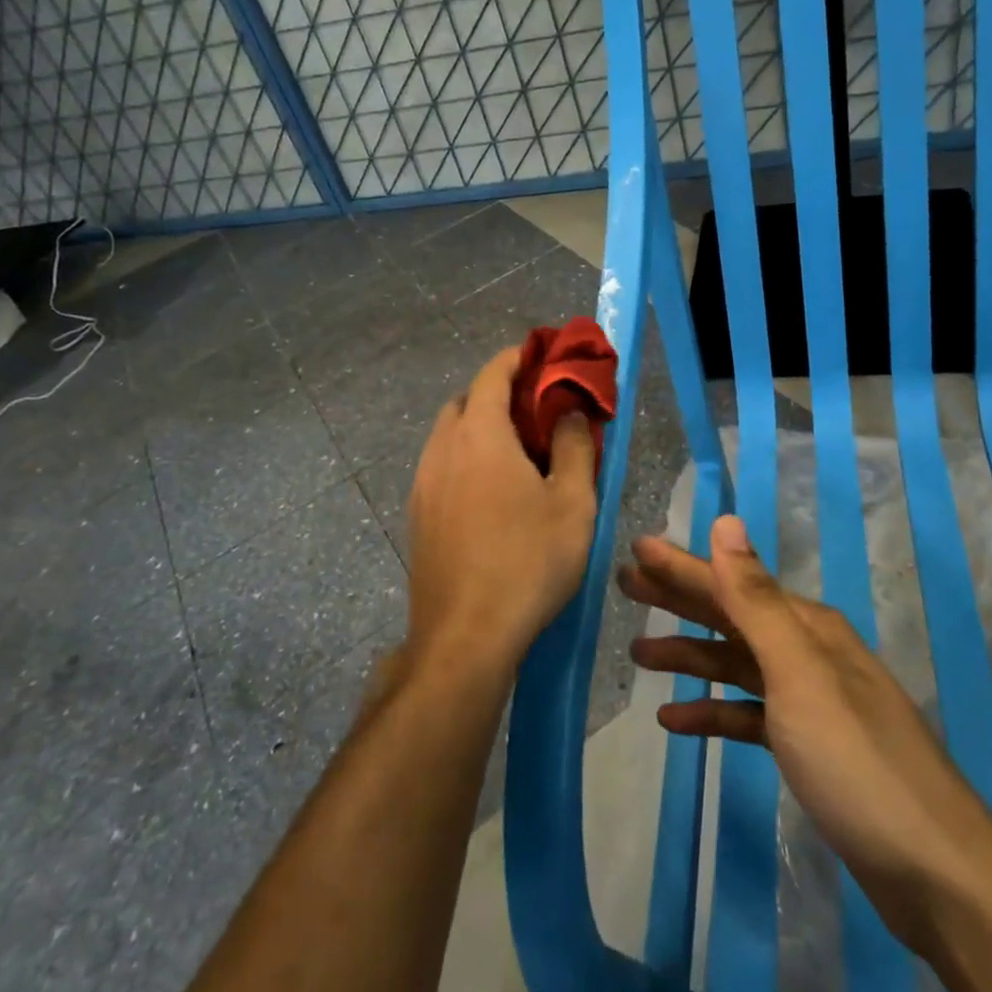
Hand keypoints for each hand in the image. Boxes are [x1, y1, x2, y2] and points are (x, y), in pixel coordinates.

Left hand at [406, 346, 598, 671]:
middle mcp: (442, 449)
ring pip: (449, 434)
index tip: (541, 355)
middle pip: (466, 401)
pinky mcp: (417, 515)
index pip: (492, 374)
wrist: (465, 636)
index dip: (517, 358)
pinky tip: (491, 491)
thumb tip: (570, 412)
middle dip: (498, 393)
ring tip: (517, 451)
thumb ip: (575, 447)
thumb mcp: (572, 503)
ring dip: (479, 426)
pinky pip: (441, 466)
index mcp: (480, 435)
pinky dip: (465, 457)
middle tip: (537, 409)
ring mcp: (423, 484)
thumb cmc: (528, 562)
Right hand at [623, 516, 991, 932]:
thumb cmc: (856, 762)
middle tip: (627, 584)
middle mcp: (808, 653)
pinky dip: (713, 713)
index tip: (637, 547)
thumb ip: (756, 599)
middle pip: (731, 617)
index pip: (731, 582)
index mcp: (806, 628)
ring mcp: (810, 702)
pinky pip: (749, 715)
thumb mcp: (799, 674)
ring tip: (639, 652)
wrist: (935, 873)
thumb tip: (727, 521)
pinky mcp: (809, 748)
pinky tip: (676, 721)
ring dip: (690, 656)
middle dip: (680, 599)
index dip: (682, 565)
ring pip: (736, 665)